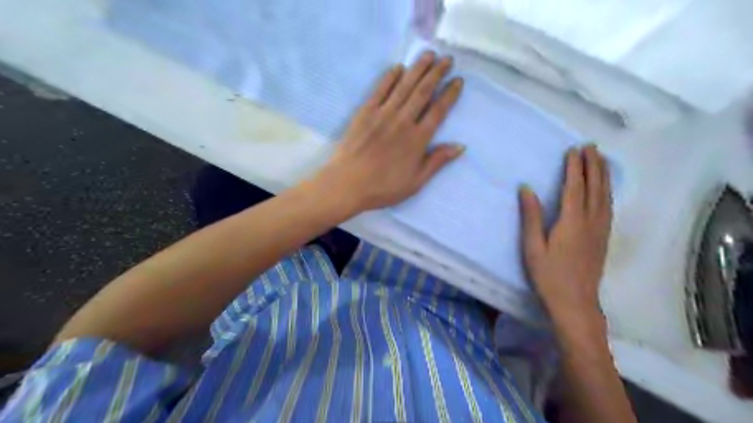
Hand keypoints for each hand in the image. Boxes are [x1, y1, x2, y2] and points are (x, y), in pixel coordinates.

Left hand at [313, 51, 465, 214]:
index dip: (450, 94)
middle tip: (447, 59)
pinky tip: (398, 68)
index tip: (458, 81)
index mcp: (417, 139)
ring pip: (404, 86)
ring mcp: (383, 114)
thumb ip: (437, 161)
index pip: (438, 111)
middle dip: (437, 73)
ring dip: (418, 68)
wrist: (347, 184)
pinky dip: (390, 77)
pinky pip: (380, 90)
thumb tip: (460, 146)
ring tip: (429, 55)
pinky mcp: (365, 112)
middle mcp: (403, 121)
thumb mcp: (415, 182)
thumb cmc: (383, 187)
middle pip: (423, 92)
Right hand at [522, 145, 614, 319]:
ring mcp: (600, 230)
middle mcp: (590, 221)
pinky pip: (608, 207)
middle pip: (595, 187)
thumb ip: (531, 216)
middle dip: (593, 165)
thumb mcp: (532, 247)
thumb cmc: (548, 275)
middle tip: (591, 146)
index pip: (574, 187)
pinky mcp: (603, 238)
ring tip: (601, 159)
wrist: (575, 303)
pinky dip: (607, 191)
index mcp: (571, 222)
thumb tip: (526, 188)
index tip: (573, 150)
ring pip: (605, 196)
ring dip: (603, 175)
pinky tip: (605, 189)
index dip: (574, 167)